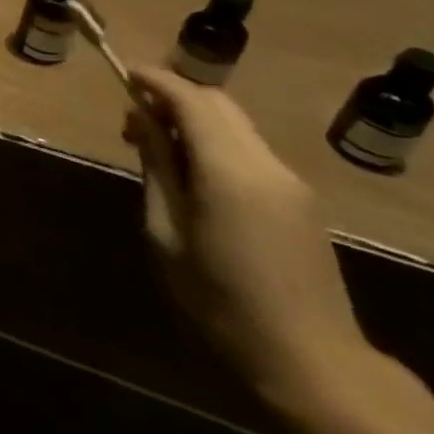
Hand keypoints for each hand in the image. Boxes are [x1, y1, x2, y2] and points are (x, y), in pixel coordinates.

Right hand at [125, 68, 374, 410]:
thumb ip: (157, 168)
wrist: (311, 360)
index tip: (122, 73)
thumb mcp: (166, 231)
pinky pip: (250, 150)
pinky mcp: (300, 201)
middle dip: (174, 95)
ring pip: (236, 125)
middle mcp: (267, 165)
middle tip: (132, 118)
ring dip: (194, 119)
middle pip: (218, 104)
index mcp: (230, 171)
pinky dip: (215, 142)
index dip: (154, 80)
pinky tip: (192, 173)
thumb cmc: (219, 299)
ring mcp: (291, 183)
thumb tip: (142, 121)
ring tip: (155, 147)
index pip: (191, 100)